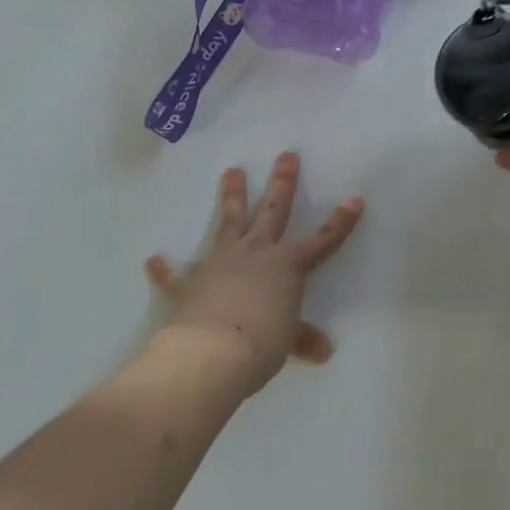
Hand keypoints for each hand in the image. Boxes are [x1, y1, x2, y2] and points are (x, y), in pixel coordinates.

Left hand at [144, 152, 363, 393]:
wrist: (210, 354)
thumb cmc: (261, 345)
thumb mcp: (288, 342)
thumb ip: (303, 338)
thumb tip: (324, 350)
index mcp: (287, 266)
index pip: (322, 240)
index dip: (341, 221)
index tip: (356, 197)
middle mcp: (257, 254)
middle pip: (273, 211)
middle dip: (282, 182)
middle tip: (287, 155)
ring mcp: (222, 263)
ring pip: (230, 222)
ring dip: (232, 196)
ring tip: (232, 171)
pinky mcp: (192, 284)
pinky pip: (177, 275)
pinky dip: (166, 269)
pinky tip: (153, 259)